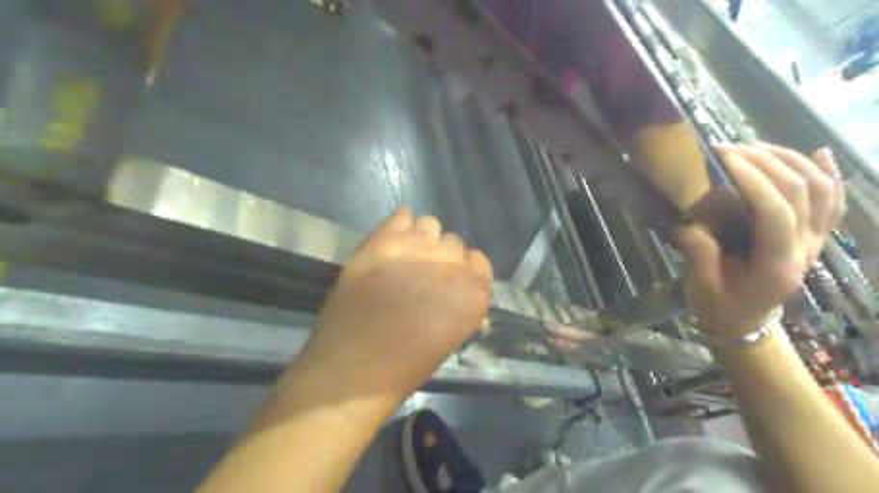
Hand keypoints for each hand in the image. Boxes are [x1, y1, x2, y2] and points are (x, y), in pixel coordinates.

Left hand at [291, 207, 491, 410]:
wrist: (353, 367)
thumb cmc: (406, 366)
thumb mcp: (451, 337)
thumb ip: (462, 306)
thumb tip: (460, 290)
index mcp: (473, 292)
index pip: (479, 261)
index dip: (465, 271)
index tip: (450, 283)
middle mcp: (450, 264)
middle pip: (453, 242)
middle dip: (442, 257)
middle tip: (422, 276)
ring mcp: (414, 248)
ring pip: (429, 224)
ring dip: (422, 239)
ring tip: (405, 259)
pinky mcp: (381, 242)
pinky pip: (400, 217)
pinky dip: (400, 225)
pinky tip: (393, 242)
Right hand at [675, 145, 843, 336]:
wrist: (744, 324)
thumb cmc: (720, 307)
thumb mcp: (702, 286)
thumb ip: (700, 254)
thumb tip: (690, 223)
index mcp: (777, 265)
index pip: (776, 212)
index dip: (753, 180)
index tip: (723, 158)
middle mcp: (806, 250)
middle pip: (802, 193)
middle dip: (766, 162)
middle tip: (730, 148)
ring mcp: (815, 243)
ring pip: (822, 190)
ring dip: (791, 161)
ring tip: (756, 147)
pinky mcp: (813, 238)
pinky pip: (831, 203)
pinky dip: (828, 176)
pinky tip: (819, 154)